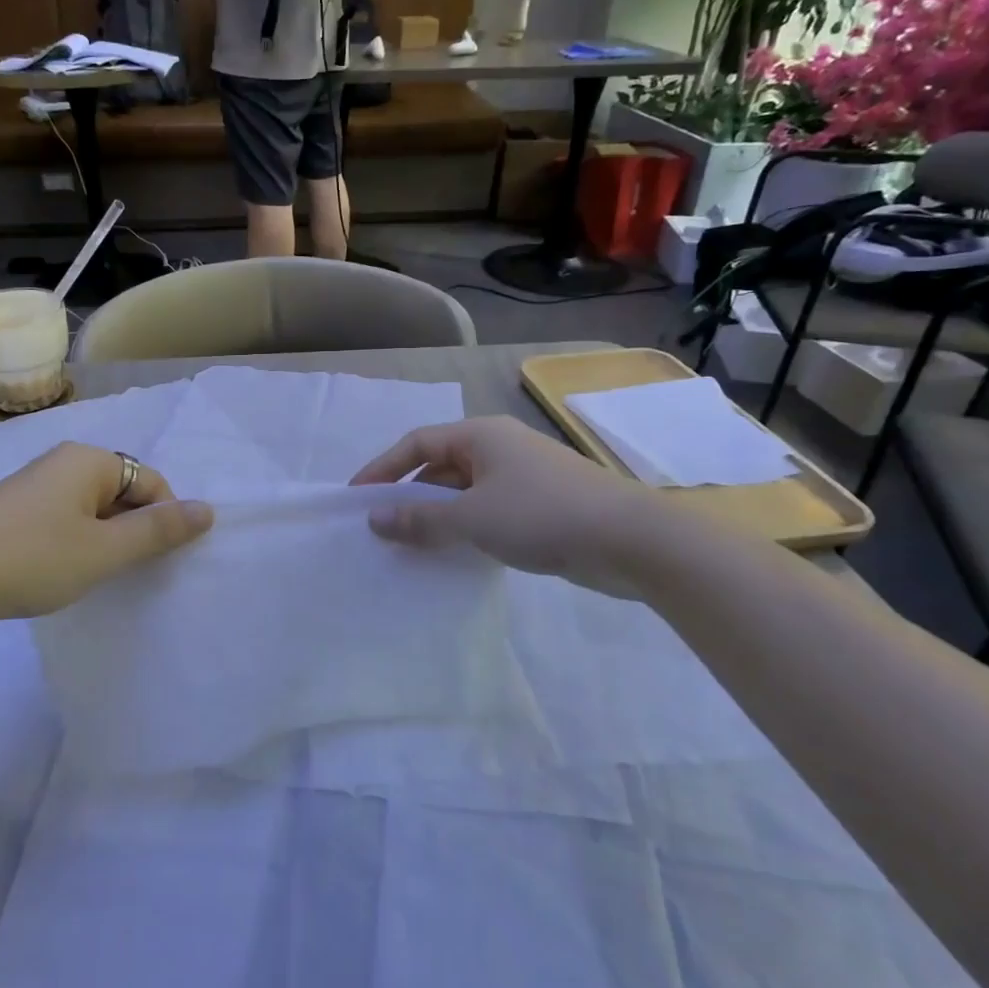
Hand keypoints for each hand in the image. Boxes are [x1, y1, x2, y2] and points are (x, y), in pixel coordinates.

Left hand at [0, 443, 212, 622]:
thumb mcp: (104, 550)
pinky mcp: (16, 508)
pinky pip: (66, 517)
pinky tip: (63, 570)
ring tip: (96, 574)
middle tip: (127, 571)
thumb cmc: (32, 557)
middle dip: (133, 530)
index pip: (151, 482)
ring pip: (93, 508)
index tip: (156, 561)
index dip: (163, 520)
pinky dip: (77, 541)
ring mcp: (37, 483)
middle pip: (123, 491)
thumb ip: (158, 532)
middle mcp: (65, 461)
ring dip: (105, 539)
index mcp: (91, 460)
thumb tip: (208, 510)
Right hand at [351, 417, 676, 594]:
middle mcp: (499, 447)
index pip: (416, 443)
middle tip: (382, 526)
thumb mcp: (472, 518)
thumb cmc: (543, 515)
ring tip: (411, 544)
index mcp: (480, 435)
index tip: (356, 498)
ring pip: (464, 490)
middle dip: (408, 494)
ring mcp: (522, 475)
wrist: (632, 541)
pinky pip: (487, 509)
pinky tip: (454, 553)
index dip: (382, 468)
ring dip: (436, 513)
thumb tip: (375, 520)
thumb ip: (419, 518)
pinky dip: (464, 526)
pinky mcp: (540, 504)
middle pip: (439, 464)